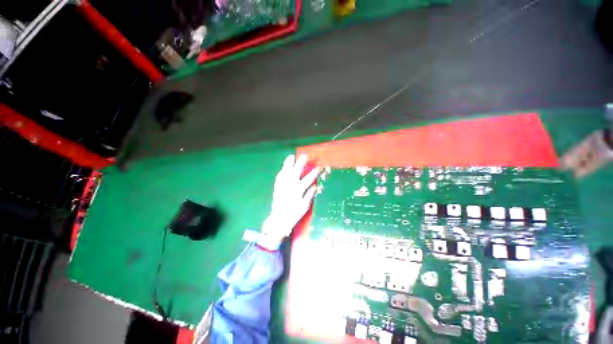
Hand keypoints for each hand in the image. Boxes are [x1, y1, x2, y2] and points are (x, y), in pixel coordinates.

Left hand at [259, 154, 319, 247]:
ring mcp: (282, 185)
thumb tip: (315, 186)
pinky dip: (283, 170)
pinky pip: (280, 175)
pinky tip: (284, 167)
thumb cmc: (294, 213)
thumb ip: (309, 194)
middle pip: (296, 170)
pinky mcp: (277, 186)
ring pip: (286, 170)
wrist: (279, 219)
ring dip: (289, 163)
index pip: (308, 178)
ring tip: (292, 156)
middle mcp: (290, 185)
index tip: (318, 167)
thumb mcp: (305, 205)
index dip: (314, 172)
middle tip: (304, 155)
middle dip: (301, 162)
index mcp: (298, 189)